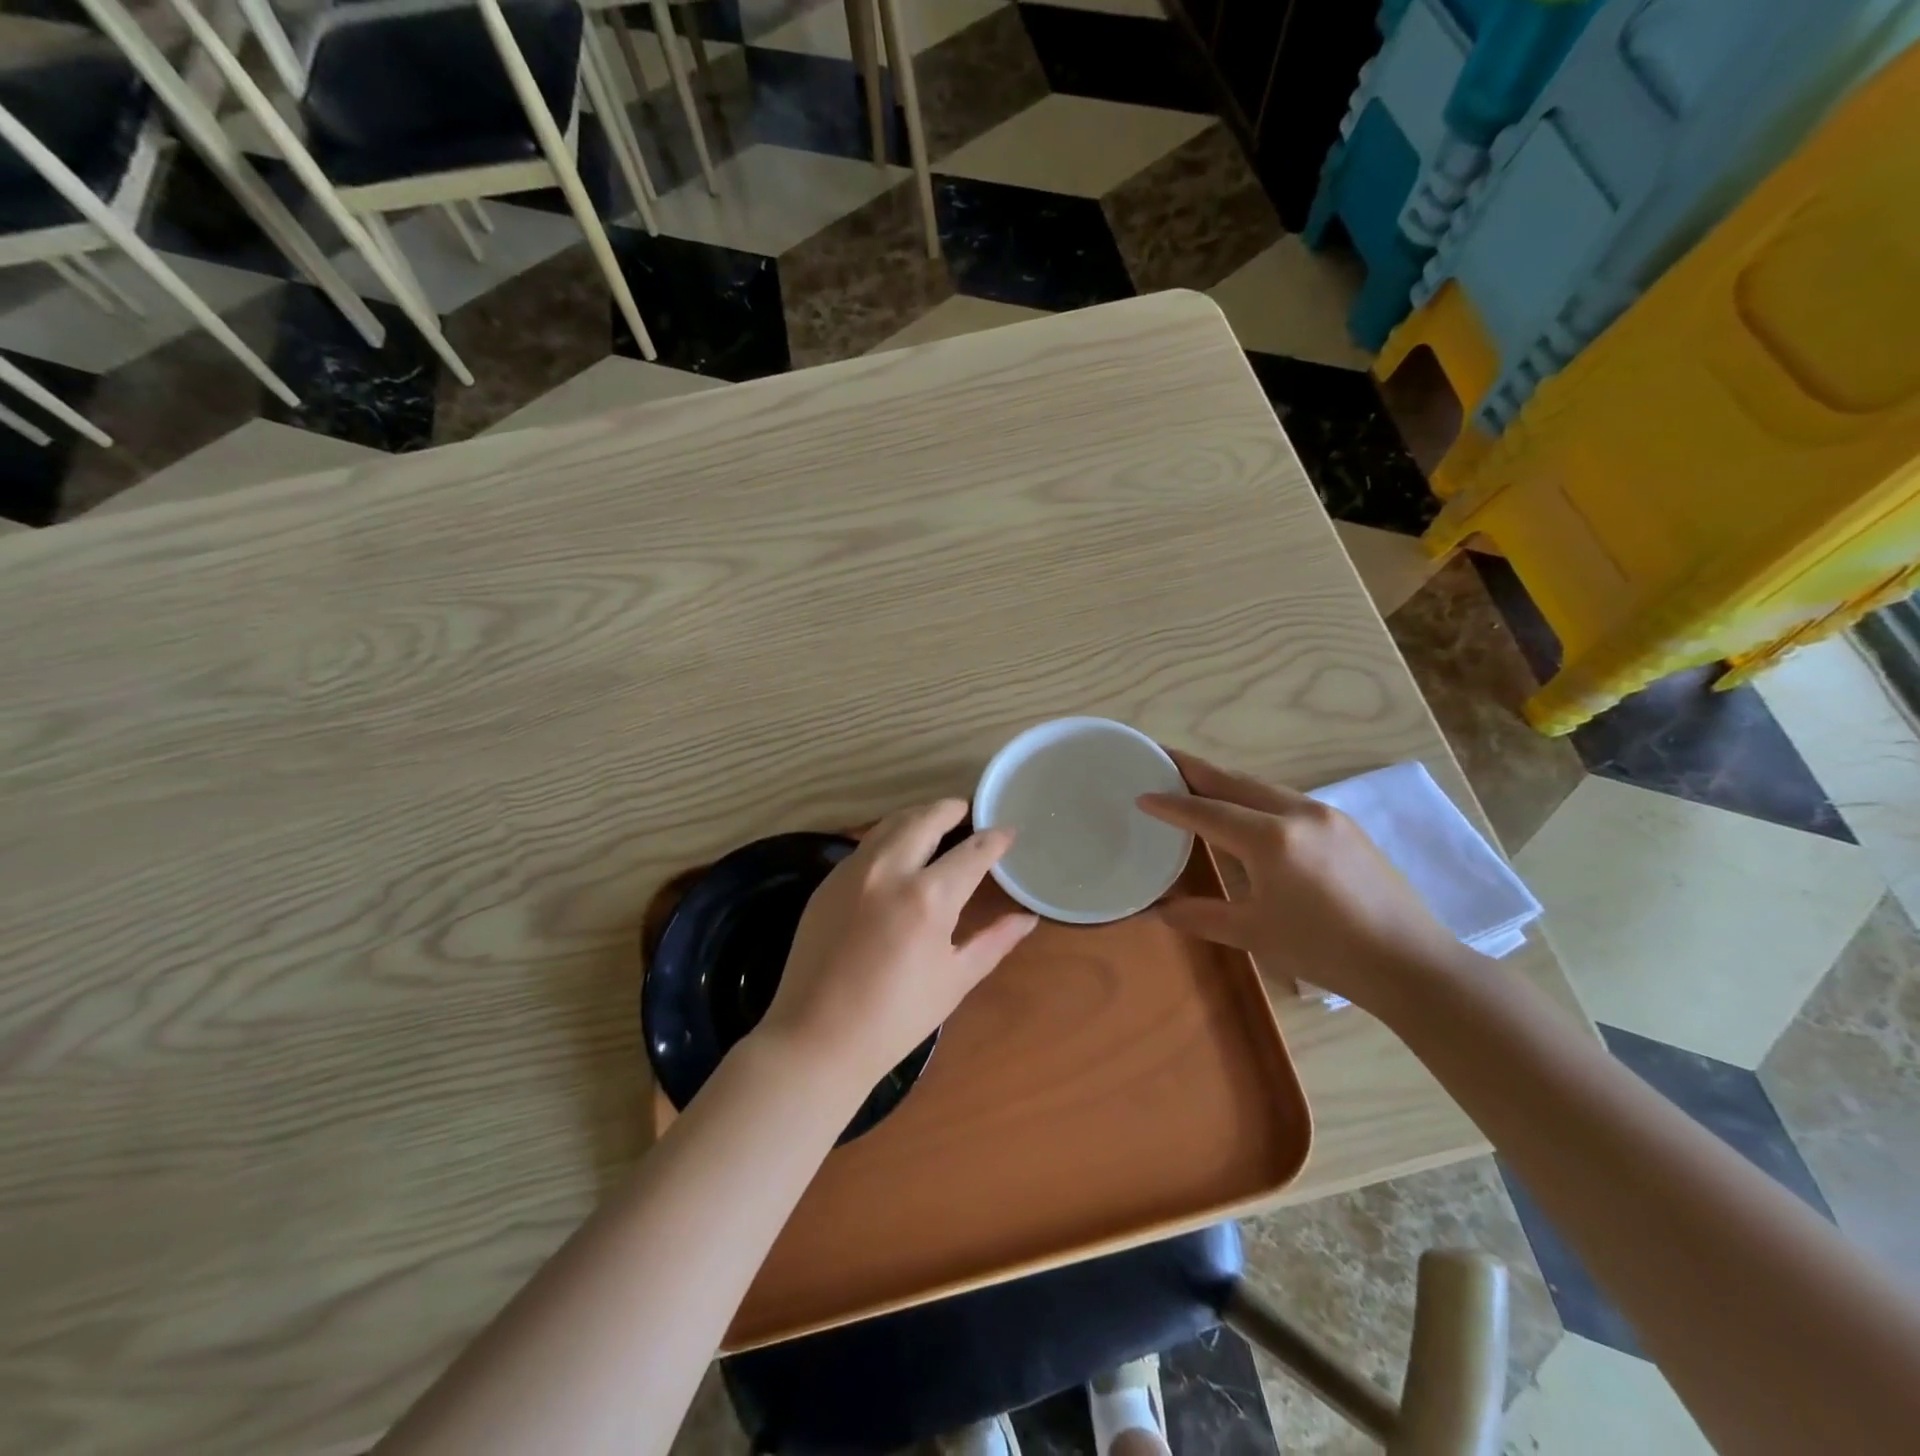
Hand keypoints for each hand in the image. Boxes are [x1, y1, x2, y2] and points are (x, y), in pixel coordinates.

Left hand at [757, 800, 1038, 1092]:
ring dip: (917, 816)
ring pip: (890, 825)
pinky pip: (864, 846)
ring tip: (933, 821)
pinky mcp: (828, 882)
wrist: (817, 1038)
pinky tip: (895, 851)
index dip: (995, 839)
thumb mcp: (955, 980)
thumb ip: (994, 941)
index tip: (1008, 831)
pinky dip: (887, 837)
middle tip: (966, 810)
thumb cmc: (896, 1018)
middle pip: (925, 819)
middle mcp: (890, 871)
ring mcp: (853, 872)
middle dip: (950, 810)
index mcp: (929, 897)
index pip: (972, 852)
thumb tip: (1027, 918)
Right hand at [1138, 751, 1464, 1012]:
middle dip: (1193, 768)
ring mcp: (1325, 814)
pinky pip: (1284, 798)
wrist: (1409, 962)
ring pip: (1261, 785)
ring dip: (1224, 780)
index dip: (1170, 803)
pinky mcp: (1343, 823)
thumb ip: (1201, 916)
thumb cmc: (1325, 951)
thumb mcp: (1254, 934)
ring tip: (1193, 779)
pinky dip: (1252, 795)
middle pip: (1233, 781)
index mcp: (1271, 840)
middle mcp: (1297, 812)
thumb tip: (1157, 910)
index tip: (1141, 794)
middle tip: (1159, 756)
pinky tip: (1243, 808)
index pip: (1206, 812)